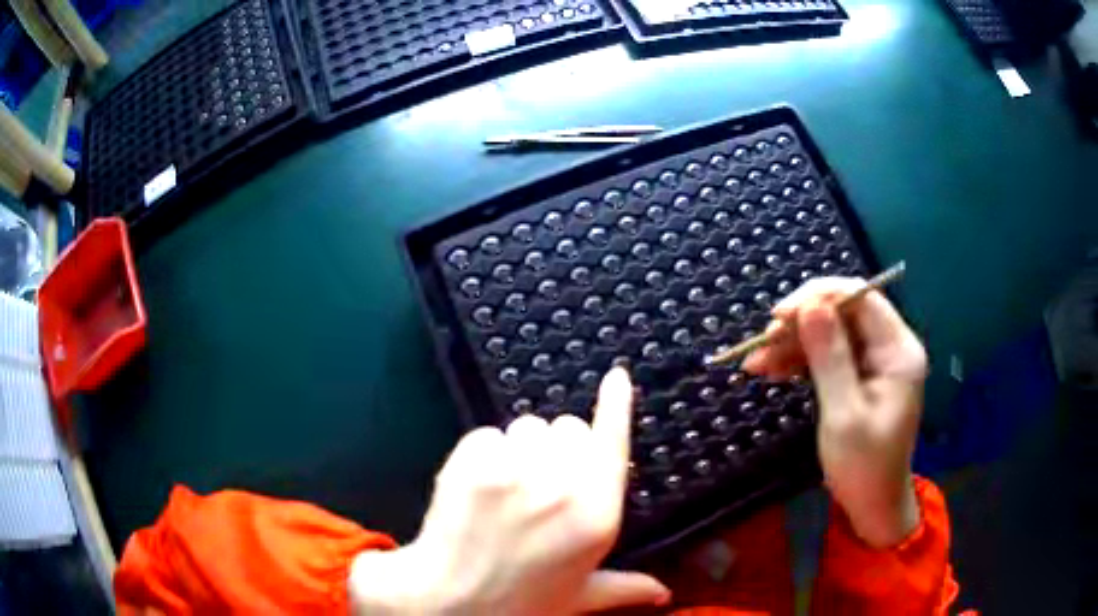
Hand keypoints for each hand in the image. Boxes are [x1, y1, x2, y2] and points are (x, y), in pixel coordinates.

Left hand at [349, 368, 669, 614]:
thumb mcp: (580, 596)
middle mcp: (565, 485)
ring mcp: (517, 469)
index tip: (617, 376)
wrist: (448, 600)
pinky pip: (486, 435)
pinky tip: (475, 489)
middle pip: (567, 427)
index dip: (616, 405)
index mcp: (598, 515)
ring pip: (525, 427)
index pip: (613, 442)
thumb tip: (663, 592)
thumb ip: (625, 587)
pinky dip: (482, 455)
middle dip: (555, 448)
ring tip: (503, 491)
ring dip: (518, 450)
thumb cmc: (519, 600)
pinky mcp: (473, 460)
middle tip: (536, 486)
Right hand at [742, 277, 926, 547]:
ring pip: (830, 333)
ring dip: (793, 344)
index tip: (779, 316)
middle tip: (762, 341)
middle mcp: (889, 346)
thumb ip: (830, 357)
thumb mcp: (844, 414)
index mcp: (898, 350)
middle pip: (842, 313)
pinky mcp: (858, 376)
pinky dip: (798, 361)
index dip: (819, 297)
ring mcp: (874, 361)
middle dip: (800, 324)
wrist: (872, 506)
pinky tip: (769, 370)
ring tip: (755, 362)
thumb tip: (809, 305)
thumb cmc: (864, 467)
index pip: (861, 298)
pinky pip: (827, 355)